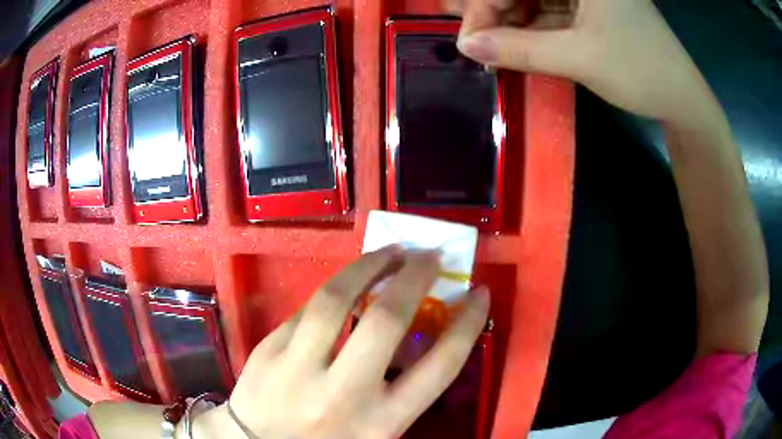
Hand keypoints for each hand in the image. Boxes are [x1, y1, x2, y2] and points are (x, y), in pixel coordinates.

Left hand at [225, 247, 489, 438]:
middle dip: (415, 279)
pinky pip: (306, 308)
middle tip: (430, 257)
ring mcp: (298, 368)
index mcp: (380, 423)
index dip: (467, 325)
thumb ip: (399, 393)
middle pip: (387, 322)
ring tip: (389, 252)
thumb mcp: (375, 433)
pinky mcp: (268, 349)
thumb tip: (419, 339)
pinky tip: (346, 284)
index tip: (480, 294)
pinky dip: (333, 290)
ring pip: (336, 300)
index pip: (440, 368)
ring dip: (369, 266)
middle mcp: (343, 394)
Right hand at [452, 0, 719, 124]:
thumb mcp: (580, 59)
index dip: (487, 5)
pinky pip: (550, 12)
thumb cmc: (642, 73)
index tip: (470, 39)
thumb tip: (467, 46)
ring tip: (495, 49)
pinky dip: (532, 28)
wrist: (682, 101)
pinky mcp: (591, 10)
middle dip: (497, 12)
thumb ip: (520, 49)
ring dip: (512, 22)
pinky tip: (518, 46)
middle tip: (478, 44)